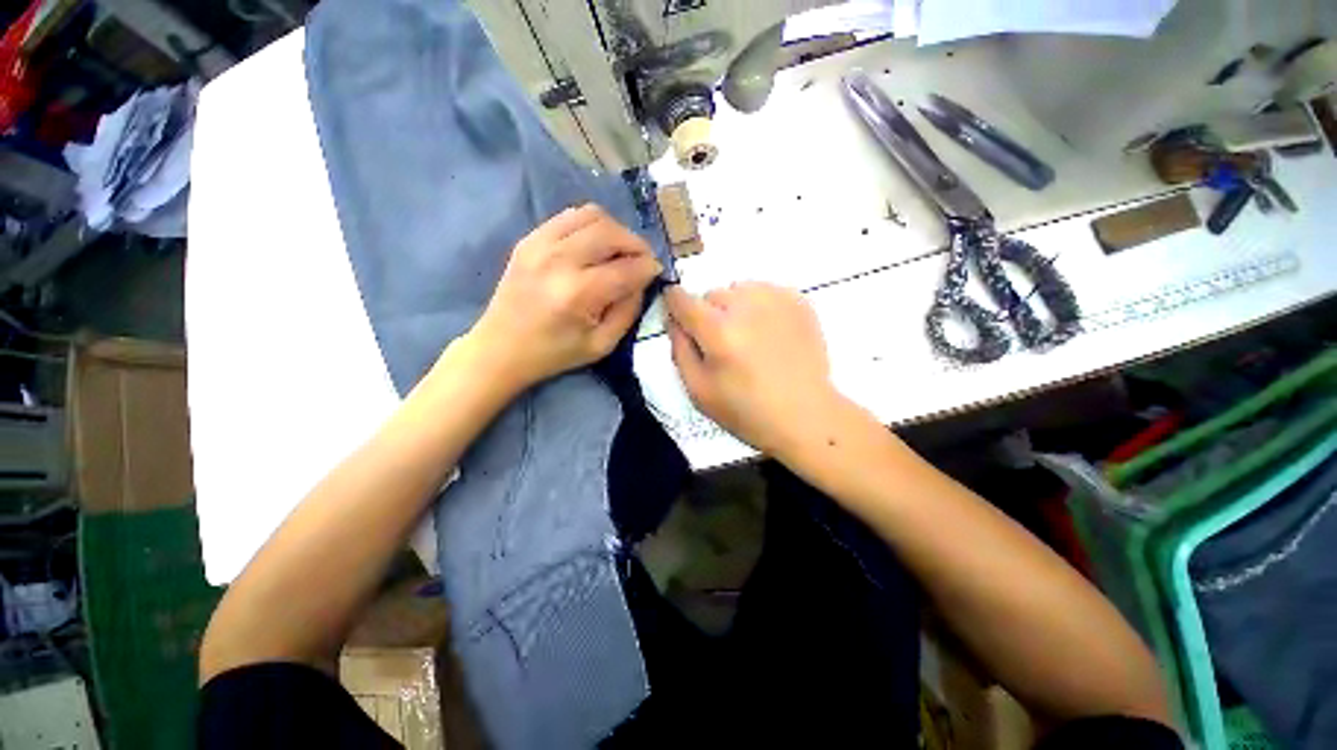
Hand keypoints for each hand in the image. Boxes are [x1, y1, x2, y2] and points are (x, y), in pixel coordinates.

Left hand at [463, 204, 661, 392]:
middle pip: (612, 233)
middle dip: (637, 244)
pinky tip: (595, 245)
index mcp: (579, 293)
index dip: (649, 267)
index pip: (628, 268)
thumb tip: (642, 281)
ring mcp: (541, 243)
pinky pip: (570, 216)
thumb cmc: (554, 354)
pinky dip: (591, 225)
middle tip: (642, 260)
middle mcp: (560, 259)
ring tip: (620, 250)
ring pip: (593, 215)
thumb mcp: (602, 345)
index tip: (656, 272)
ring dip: (615, 230)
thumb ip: (629, 311)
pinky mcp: (529, 239)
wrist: (500, 348)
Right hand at [665, 283, 838, 455]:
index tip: (679, 317)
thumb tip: (673, 318)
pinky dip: (759, 306)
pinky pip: (764, 291)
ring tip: (748, 338)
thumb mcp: (698, 390)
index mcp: (718, 331)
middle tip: (722, 344)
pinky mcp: (798, 301)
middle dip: (708, 314)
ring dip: (734, 307)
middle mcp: (745, 306)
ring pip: (738, 289)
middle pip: (711, 294)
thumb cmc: (746, 410)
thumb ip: (679, 349)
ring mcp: (775, 300)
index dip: (674, 305)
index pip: (682, 299)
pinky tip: (769, 333)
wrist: (805, 415)